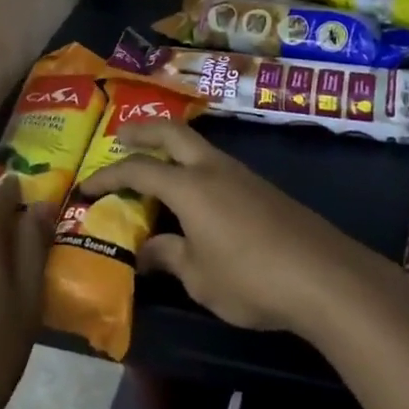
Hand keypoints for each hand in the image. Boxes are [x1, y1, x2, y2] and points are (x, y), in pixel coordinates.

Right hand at [78, 122, 394, 337]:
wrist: (322, 274)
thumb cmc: (250, 277)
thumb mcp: (199, 278)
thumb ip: (169, 257)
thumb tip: (145, 251)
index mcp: (189, 186)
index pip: (139, 169)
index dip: (109, 175)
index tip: (86, 185)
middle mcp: (212, 168)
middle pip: (171, 132)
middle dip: (143, 130)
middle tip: (120, 136)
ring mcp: (240, 173)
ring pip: (197, 144)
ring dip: (171, 145)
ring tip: (156, 163)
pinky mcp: (261, 187)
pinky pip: (216, 163)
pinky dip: (194, 164)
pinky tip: (196, 192)